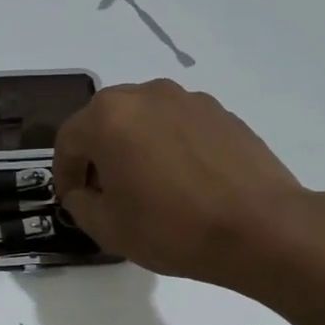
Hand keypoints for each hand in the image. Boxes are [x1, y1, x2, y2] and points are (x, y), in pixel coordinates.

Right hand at [54, 79, 315, 290]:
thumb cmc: (172, 229)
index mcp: (108, 118)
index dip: (64, 172)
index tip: (71, 198)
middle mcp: (145, 95)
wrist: (261, 228)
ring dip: (132, 145)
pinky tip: (181, 180)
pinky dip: (167, 144)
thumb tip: (82, 190)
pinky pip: (176, 123)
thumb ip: (79, 203)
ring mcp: (187, 99)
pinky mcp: (220, 112)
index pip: (68, 140)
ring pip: (142, 118)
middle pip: (104, 120)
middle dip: (96, 153)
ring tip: (145, 183)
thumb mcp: (107, 228)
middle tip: (104, 189)